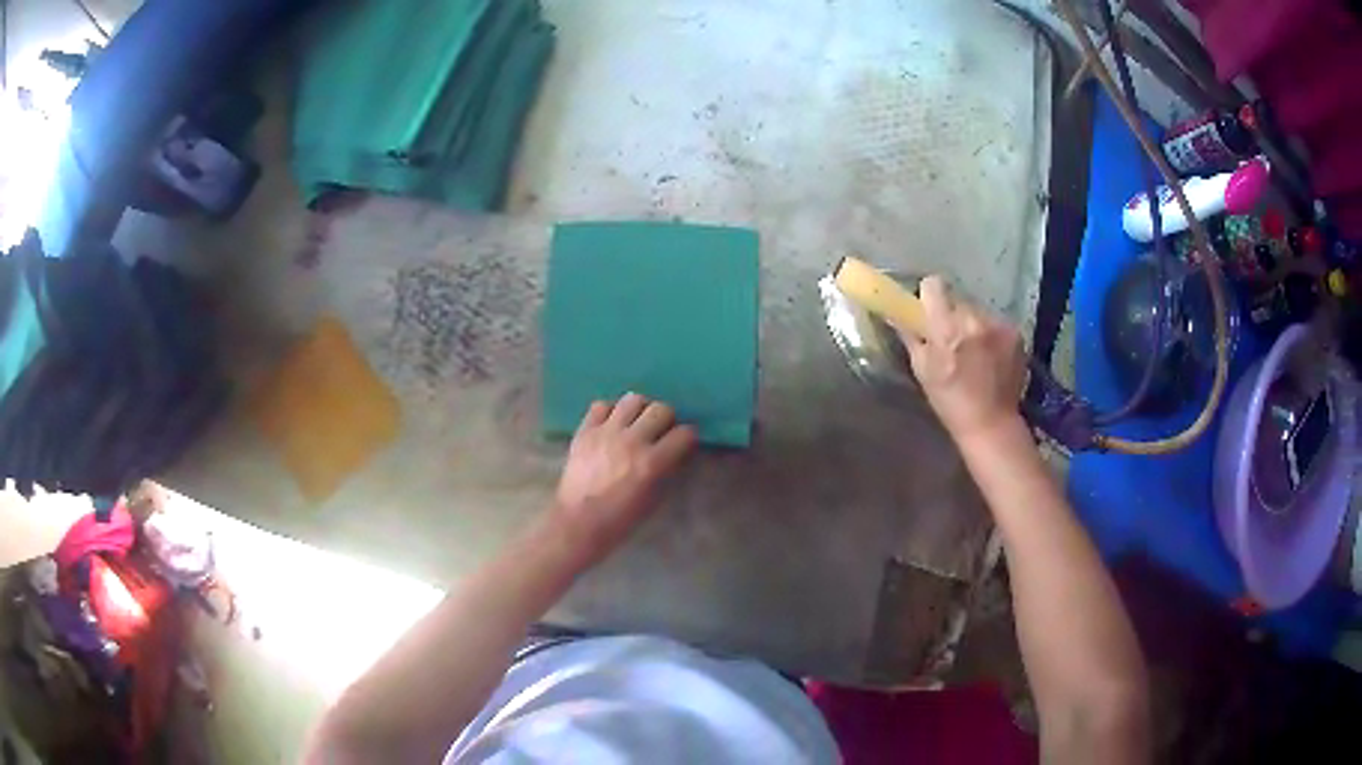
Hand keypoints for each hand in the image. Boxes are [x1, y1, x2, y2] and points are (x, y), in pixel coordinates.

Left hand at [552, 393, 696, 556]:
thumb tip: (676, 451)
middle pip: (661, 409)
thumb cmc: (620, 520)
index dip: (687, 438)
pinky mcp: (585, 431)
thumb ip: (668, 470)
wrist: (577, 523)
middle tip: (661, 431)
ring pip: (633, 399)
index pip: (684, 434)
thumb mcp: (654, 499)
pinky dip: (610, 412)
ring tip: (636, 422)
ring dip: (640, 409)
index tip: (684, 443)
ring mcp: (605, 433)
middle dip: (667, 419)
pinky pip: (601, 406)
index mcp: (651, 463)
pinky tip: (611, 425)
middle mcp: (631, 441)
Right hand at [899, 275, 1026, 442]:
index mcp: (947, 328)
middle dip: (952, 315)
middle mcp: (975, 319)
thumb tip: (898, 313)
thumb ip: (911, 335)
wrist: (992, 424)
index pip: (934, 285)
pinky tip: (991, 359)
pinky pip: (995, 323)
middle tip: (951, 340)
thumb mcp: (922, 369)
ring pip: (978, 311)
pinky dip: (990, 335)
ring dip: (972, 325)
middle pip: (957, 299)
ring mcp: (999, 325)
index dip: (929, 296)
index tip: (928, 313)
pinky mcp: (1015, 333)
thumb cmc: (950, 402)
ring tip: (974, 353)